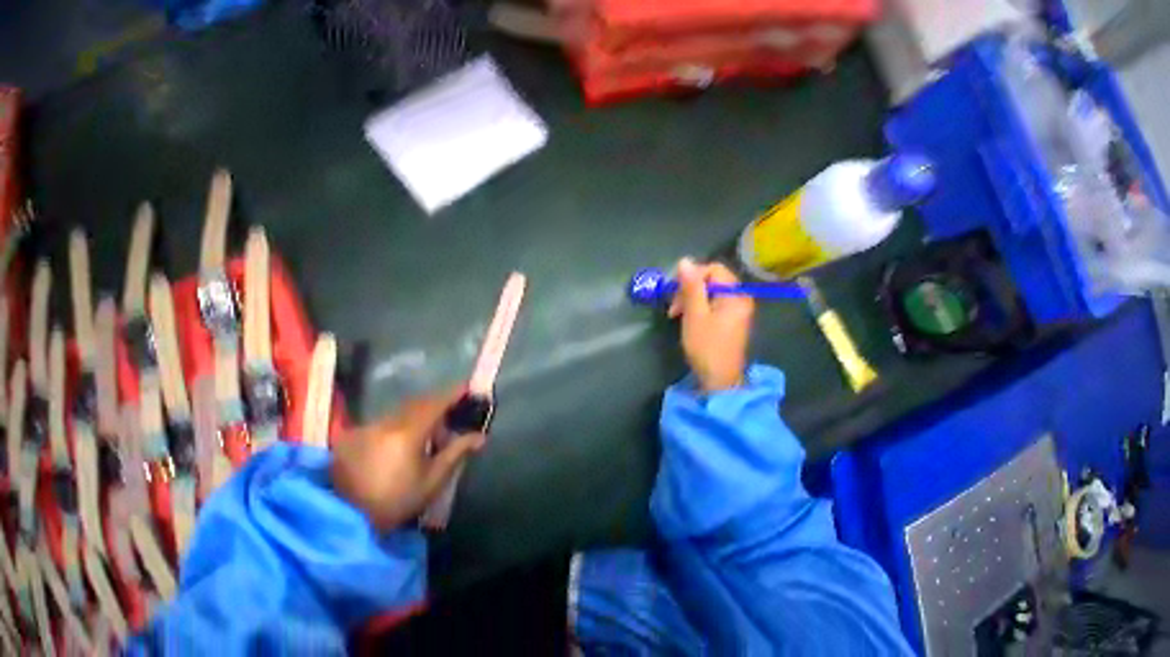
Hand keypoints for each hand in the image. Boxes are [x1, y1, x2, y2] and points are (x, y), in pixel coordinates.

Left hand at [331, 388, 485, 531]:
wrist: (344, 522)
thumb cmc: (396, 501)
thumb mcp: (433, 480)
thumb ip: (457, 452)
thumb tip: (481, 436)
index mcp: (408, 432)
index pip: (436, 403)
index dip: (453, 393)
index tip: (468, 387)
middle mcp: (385, 423)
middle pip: (418, 403)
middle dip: (438, 405)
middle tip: (452, 417)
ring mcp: (366, 428)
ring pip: (401, 411)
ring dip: (418, 415)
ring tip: (429, 435)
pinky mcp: (352, 436)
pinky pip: (385, 420)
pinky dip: (400, 423)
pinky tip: (403, 442)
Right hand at [668, 259, 753, 392]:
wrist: (720, 379)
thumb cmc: (706, 346)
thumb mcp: (694, 315)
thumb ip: (690, 287)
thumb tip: (684, 261)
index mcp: (735, 295)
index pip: (713, 269)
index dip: (692, 276)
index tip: (675, 292)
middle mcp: (740, 298)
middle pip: (712, 280)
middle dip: (690, 289)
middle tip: (674, 308)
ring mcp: (737, 310)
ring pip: (710, 292)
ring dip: (691, 299)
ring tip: (677, 314)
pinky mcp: (731, 320)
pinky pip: (713, 304)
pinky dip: (698, 307)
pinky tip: (688, 318)